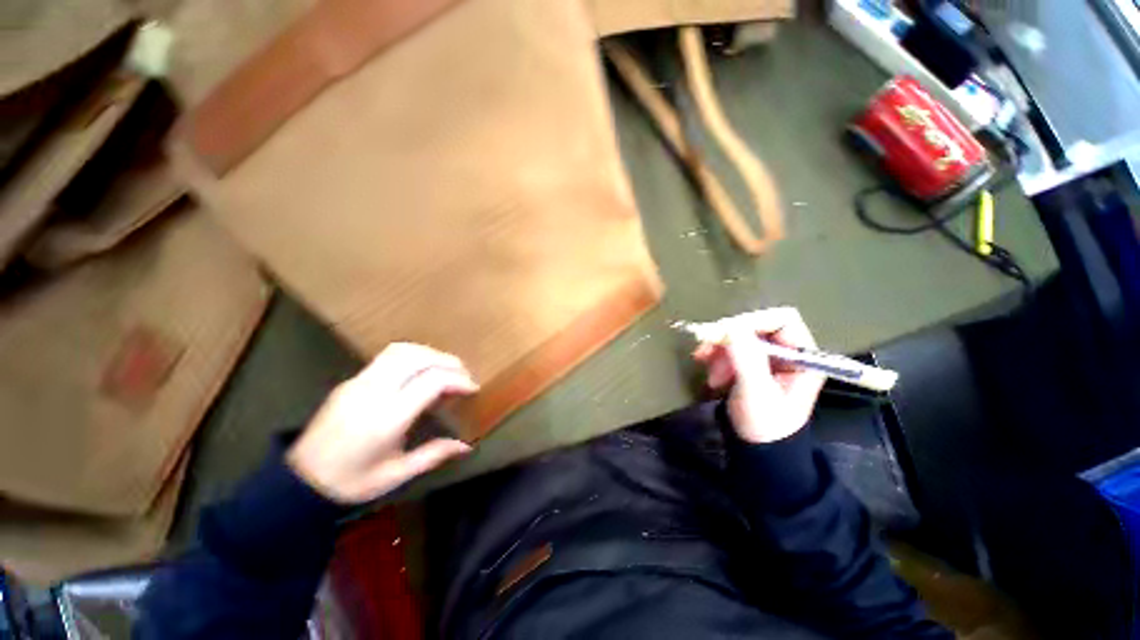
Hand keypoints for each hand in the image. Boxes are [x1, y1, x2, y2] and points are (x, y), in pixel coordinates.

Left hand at [287, 343, 478, 503]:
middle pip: (418, 357)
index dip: (458, 380)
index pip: (431, 381)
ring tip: (444, 369)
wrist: (299, 482)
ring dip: (429, 354)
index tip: (472, 389)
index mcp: (387, 418)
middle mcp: (374, 392)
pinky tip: (419, 373)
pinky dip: (413, 357)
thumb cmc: (352, 482)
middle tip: (463, 375)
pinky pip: (387, 357)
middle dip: (447, 361)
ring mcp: (359, 382)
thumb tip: (467, 445)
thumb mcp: (396, 474)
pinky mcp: (351, 381)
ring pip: (401, 350)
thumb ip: (433, 454)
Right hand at [693, 307, 825, 443]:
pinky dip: (717, 357)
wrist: (757, 452)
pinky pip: (731, 349)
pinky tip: (710, 372)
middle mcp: (787, 352)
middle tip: (706, 351)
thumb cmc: (764, 425)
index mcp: (802, 357)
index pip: (782, 320)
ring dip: (719, 349)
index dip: (753, 322)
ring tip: (707, 369)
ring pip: (739, 337)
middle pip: (756, 326)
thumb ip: (746, 358)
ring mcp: (768, 359)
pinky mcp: (751, 365)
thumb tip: (730, 326)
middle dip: (729, 338)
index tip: (724, 333)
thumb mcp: (756, 392)